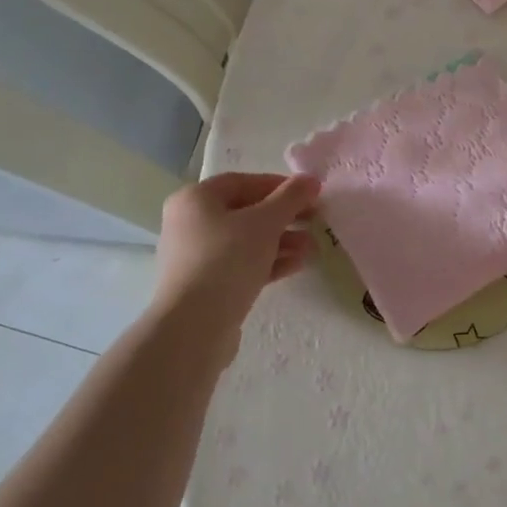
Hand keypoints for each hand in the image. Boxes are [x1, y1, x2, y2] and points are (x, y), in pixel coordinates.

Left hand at [152, 173, 319, 352]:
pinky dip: (269, 261)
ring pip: (247, 241)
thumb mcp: (265, 223)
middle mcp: (191, 224)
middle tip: (315, 220)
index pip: (243, 182)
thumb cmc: (226, 260)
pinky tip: (297, 265)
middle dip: (284, 217)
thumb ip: (290, 198)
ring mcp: (197, 257)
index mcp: (195, 200)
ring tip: (312, 248)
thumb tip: (310, 179)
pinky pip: (243, 264)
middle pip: (246, 212)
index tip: (310, 194)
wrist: (193, 327)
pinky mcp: (207, 285)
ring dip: (282, 241)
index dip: (279, 185)